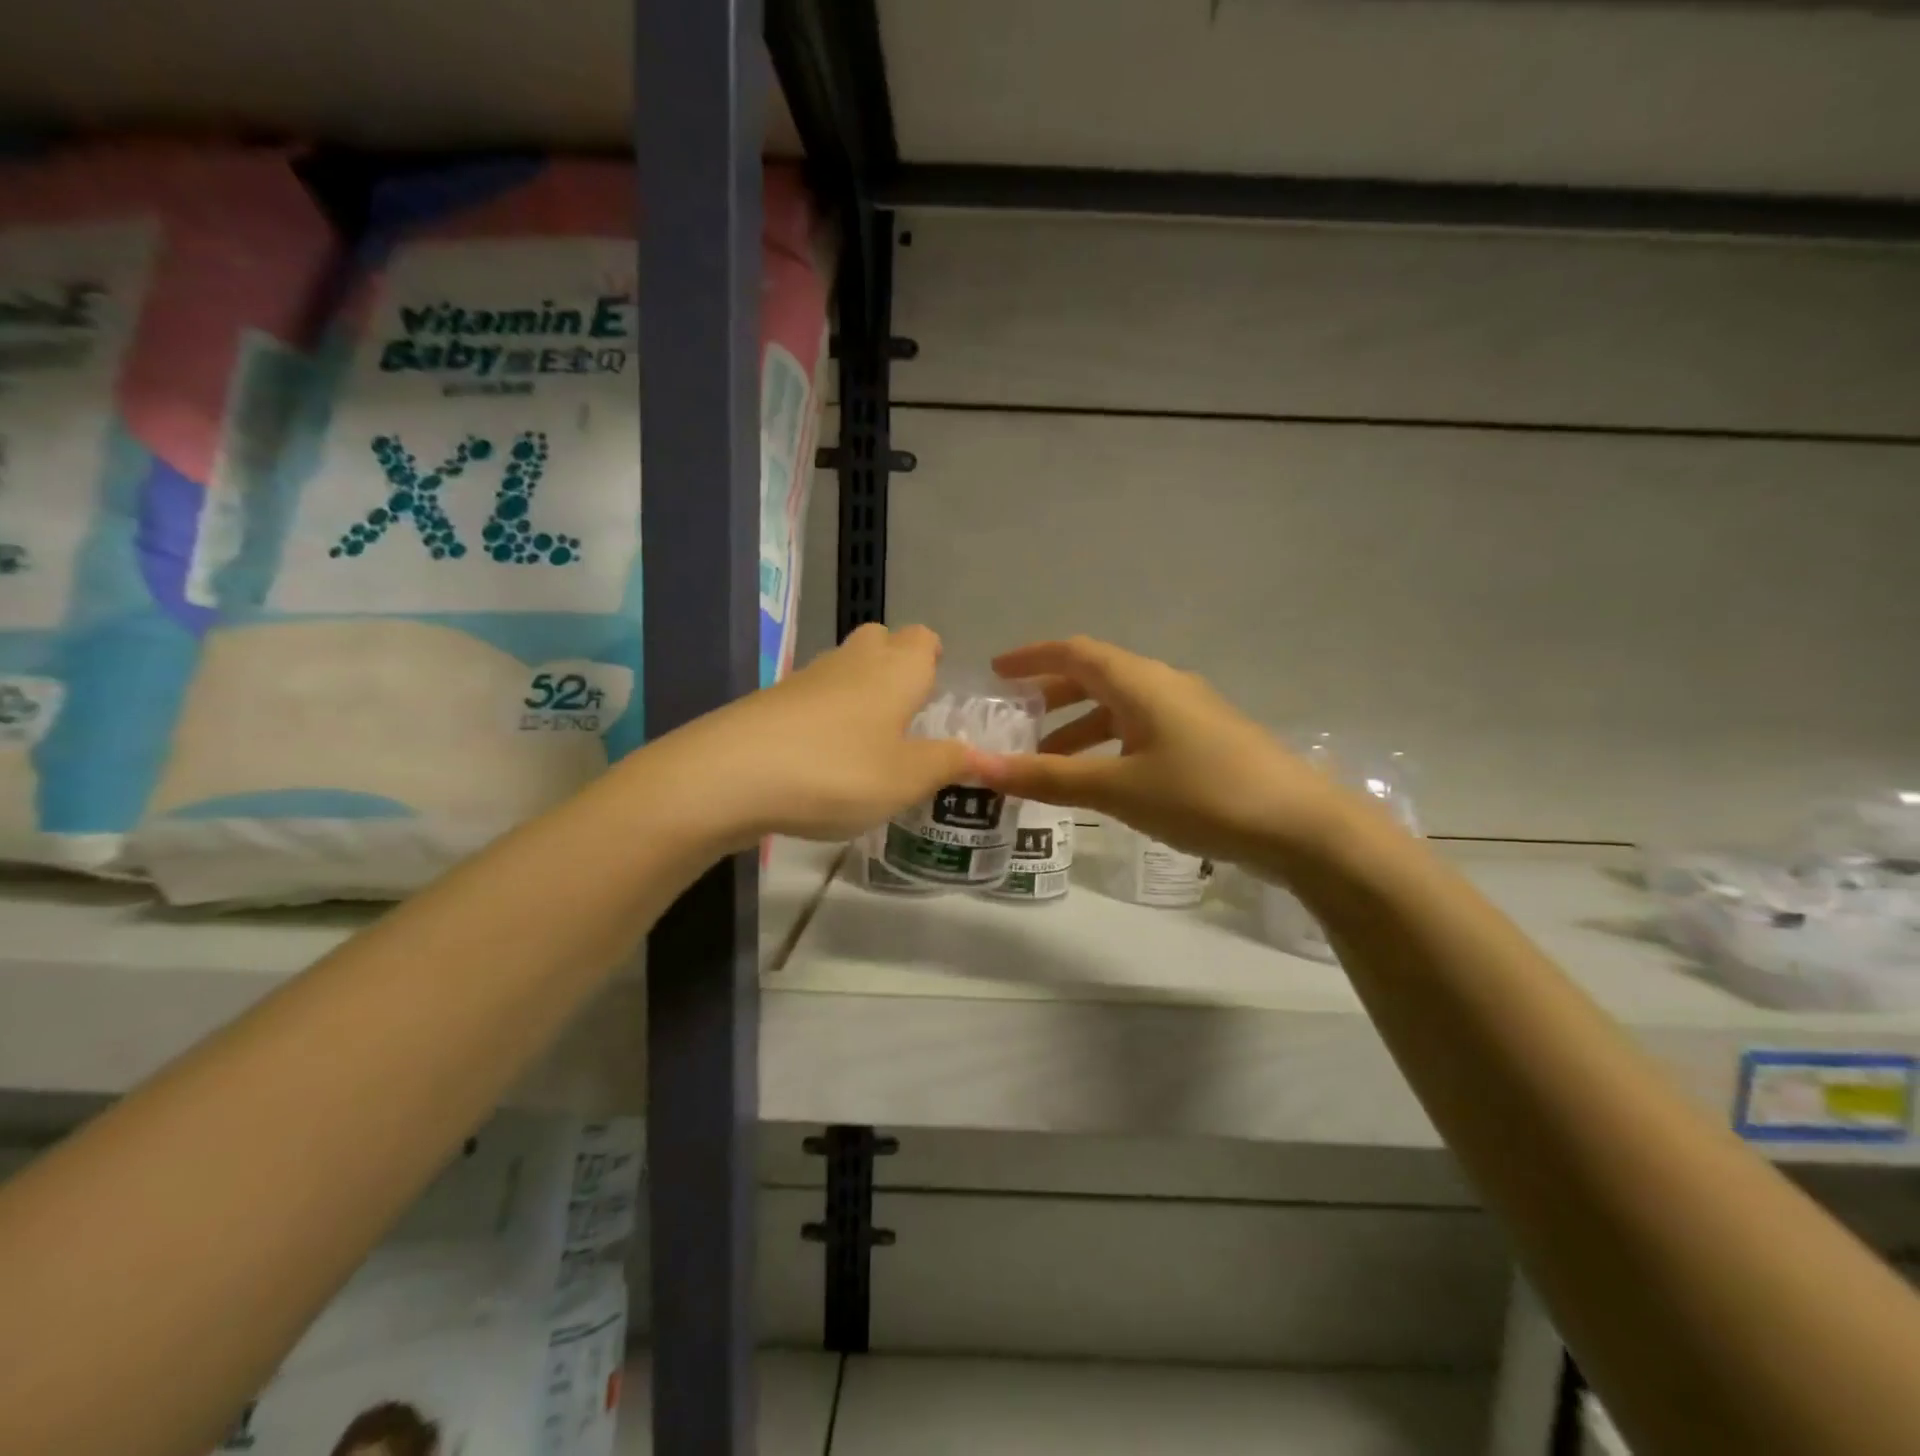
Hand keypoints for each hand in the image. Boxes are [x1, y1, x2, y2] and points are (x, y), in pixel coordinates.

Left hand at [659, 623, 969, 845]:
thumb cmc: (838, 771)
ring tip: (867, 742)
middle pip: (880, 640)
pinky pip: (811, 697)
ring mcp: (806, 678)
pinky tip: (821, 757)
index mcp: (896, 670)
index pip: (923, 638)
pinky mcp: (770, 701)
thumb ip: (946, 763)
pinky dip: (823, 716)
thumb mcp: (906, 779)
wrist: (731, 775)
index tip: (936, 689)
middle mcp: (853, 661)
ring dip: (858, 692)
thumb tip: (978, 754)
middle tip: (904, 713)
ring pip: (843, 667)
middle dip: (895, 665)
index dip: (933, 657)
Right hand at [970, 637, 1353, 865]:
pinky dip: (1109, 745)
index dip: (1032, 658)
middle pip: (1096, 677)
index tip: (996, 672)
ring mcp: (1190, 713)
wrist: (1302, 826)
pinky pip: (1141, 730)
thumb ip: (1049, 777)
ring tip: (1047, 760)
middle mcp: (1165, 686)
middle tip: (1014, 720)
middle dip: (1051, 696)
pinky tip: (1101, 778)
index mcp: (1141, 682)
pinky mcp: (1205, 741)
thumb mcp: (1118, 788)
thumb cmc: (1203, 795)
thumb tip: (980, 768)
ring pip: (1120, 707)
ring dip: (1079, 727)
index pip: (1075, 652)